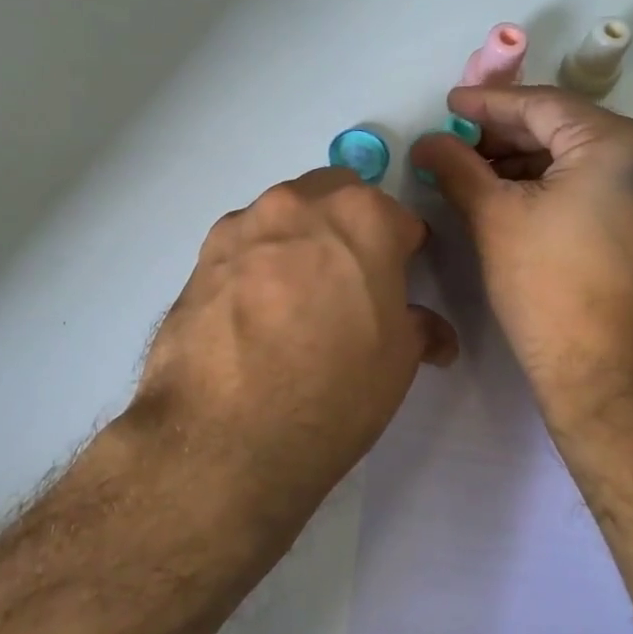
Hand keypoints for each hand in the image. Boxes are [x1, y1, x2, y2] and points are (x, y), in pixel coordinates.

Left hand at [132, 167, 457, 525]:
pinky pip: (243, 245)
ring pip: (284, 215)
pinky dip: (256, 263)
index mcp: (362, 217)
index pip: (399, 219)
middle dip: (349, 227)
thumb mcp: (397, 362)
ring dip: (299, 239)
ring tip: (295, 300)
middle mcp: (298, 204)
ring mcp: (243, 226)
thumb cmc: (333, 391)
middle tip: (349, 282)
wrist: (224, 437)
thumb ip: (418, 328)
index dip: (405, 252)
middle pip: (336, 196)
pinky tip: (253, 313)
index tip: (399, 283)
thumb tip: (432, 332)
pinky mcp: (201, 257)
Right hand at [409, 86, 632, 449]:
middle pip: (567, 129)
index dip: (488, 105)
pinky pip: (606, 187)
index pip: (542, 106)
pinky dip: (562, 187)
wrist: (612, 381)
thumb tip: (428, 142)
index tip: (449, 107)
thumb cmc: (549, 291)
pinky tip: (521, 199)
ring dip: (532, 163)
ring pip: (587, 159)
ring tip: (480, 176)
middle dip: (508, 137)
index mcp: (621, 144)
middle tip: (458, 147)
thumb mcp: (494, 219)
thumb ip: (457, 167)